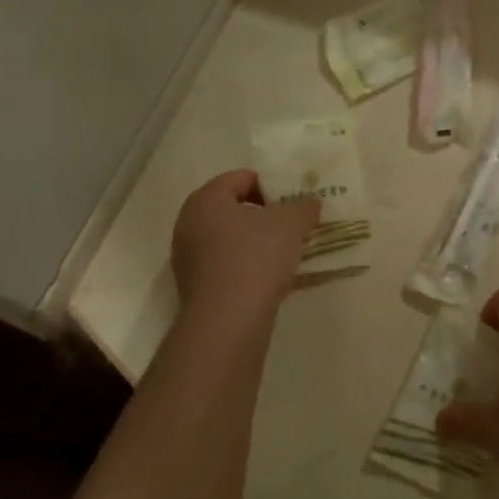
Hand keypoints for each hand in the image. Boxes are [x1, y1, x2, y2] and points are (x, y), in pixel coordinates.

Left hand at [171, 170, 319, 317]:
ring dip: (254, 242)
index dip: (271, 186)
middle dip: (263, 215)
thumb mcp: (290, 225)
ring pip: (228, 239)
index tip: (293, 203)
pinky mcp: (194, 286)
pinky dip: (245, 266)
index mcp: (206, 199)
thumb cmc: (256, 258)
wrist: (228, 320)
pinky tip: (267, 279)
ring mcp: (187, 256)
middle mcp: (188, 223)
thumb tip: (311, 201)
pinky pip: (224, 265)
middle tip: (290, 227)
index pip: (241, 178)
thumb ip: (303, 207)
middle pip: (232, 208)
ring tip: (283, 255)